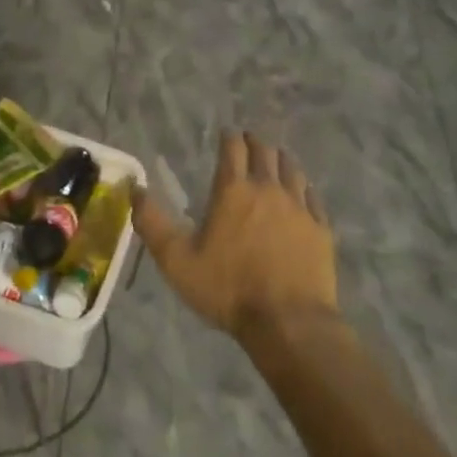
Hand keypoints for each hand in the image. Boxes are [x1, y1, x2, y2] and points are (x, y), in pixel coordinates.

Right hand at [131, 132, 339, 348]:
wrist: (289, 323)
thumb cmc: (228, 289)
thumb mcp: (177, 261)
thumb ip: (152, 223)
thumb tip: (135, 188)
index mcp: (234, 190)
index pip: (233, 148)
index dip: (229, 137)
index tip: (226, 133)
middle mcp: (268, 188)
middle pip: (264, 152)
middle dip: (254, 143)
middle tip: (248, 142)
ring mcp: (299, 207)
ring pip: (292, 169)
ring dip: (280, 160)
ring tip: (275, 160)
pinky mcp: (321, 228)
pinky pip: (313, 197)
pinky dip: (304, 188)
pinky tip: (303, 193)